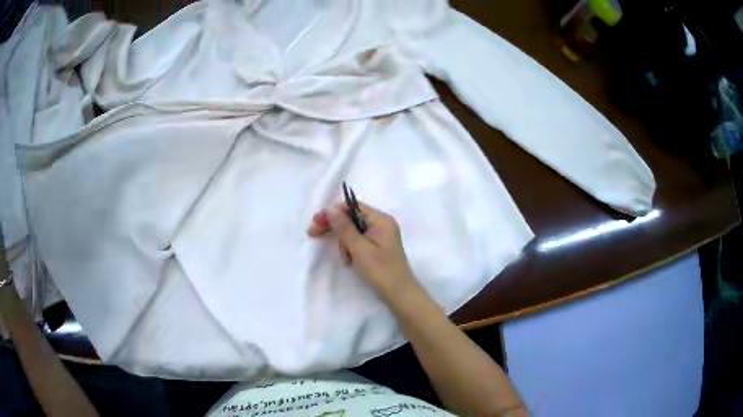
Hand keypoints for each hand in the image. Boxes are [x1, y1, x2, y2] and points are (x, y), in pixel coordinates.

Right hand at [308, 201, 418, 303]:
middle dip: (334, 226)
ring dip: (344, 242)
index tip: (316, 221)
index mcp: (381, 220)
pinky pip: (359, 241)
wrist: (399, 294)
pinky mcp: (378, 247)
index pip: (353, 206)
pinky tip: (350, 261)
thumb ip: (344, 228)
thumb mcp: (359, 249)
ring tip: (346, 259)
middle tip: (313, 233)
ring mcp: (380, 236)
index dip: (333, 212)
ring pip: (353, 231)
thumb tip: (330, 209)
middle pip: (351, 217)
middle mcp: (381, 224)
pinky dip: (351, 249)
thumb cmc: (381, 271)